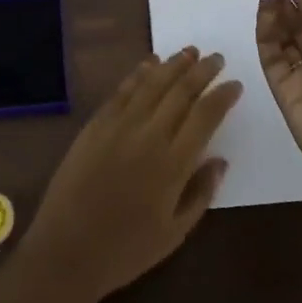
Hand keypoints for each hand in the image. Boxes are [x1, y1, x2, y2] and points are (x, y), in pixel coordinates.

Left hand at [19, 48, 241, 302]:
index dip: (223, 96)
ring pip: (153, 82)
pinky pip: (123, 90)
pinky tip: (151, 63)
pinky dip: (140, 72)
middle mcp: (149, 135)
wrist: (66, 251)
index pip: (206, 116)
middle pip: (181, 91)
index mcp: (173, 164)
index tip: (235, 84)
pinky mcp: (97, 124)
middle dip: (203, 71)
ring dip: (174, 64)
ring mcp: (120, 125)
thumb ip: (201, 193)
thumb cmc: (125, 250)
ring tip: (190, 51)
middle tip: (217, 58)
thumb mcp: (174, 234)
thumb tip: (220, 160)